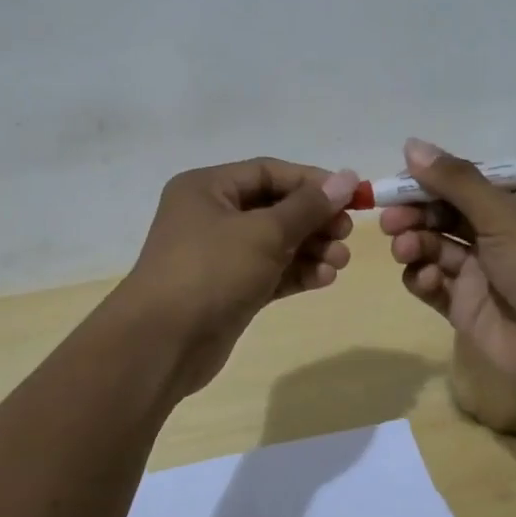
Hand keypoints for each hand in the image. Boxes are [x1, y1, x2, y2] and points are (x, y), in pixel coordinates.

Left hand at [121, 158, 359, 396]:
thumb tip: (346, 178)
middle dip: (314, 220)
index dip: (312, 182)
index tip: (352, 196)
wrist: (163, 343)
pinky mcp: (228, 289)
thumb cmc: (211, 271)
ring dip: (310, 249)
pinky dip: (296, 273)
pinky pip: (269, 272)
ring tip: (340, 262)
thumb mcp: (264, 232)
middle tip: (346, 234)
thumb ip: (308, 207)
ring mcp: (218, 255)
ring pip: (274, 243)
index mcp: (207, 188)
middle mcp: (210, 215)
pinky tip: (324, 279)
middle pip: (274, 208)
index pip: (269, 173)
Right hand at [381, 139, 515, 403]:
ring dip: (413, 243)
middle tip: (390, 219)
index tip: (398, 181)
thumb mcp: (504, 213)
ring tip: (405, 249)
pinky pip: (432, 284)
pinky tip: (425, 279)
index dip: (430, 180)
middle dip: (414, 213)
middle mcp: (498, 233)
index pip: (464, 182)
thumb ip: (455, 181)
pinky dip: (422, 277)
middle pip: (443, 213)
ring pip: (433, 247)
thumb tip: (411, 144)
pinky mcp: (465, 306)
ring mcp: (480, 271)